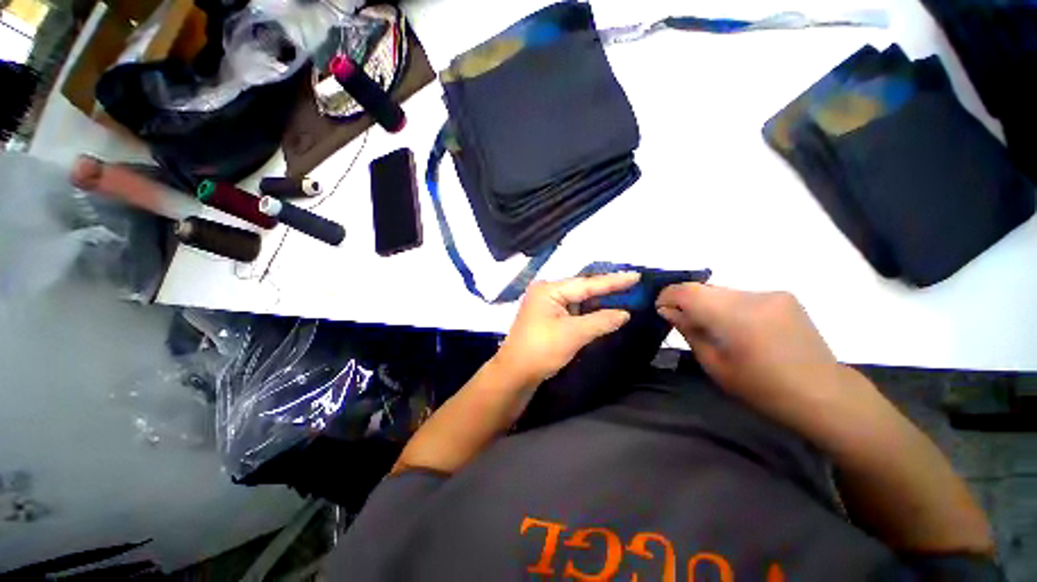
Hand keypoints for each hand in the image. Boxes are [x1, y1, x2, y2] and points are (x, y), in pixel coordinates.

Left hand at [495, 272, 640, 385]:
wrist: (516, 373)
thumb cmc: (542, 350)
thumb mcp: (574, 334)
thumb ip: (601, 321)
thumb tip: (625, 313)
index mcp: (549, 290)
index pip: (586, 283)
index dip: (613, 281)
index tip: (636, 275)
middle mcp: (547, 292)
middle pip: (582, 288)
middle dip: (606, 289)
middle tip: (633, 284)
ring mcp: (546, 304)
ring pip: (578, 300)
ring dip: (599, 301)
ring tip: (624, 295)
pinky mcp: (548, 316)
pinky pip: (573, 310)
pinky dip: (589, 312)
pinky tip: (604, 310)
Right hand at [656, 283, 838, 406]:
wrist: (824, 394)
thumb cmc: (763, 389)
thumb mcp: (715, 365)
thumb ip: (690, 331)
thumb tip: (668, 311)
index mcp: (736, 317)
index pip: (688, 291)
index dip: (667, 296)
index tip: (660, 309)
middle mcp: (754, 296)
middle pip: (704, 288)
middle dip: (686, 301)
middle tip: (681, 320)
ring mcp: (772, 293)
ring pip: (722, 291)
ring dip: (708, 304)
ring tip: (710, 326)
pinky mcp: (784, 296)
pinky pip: (742, 295)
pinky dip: (728, 305)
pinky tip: (737, 326)